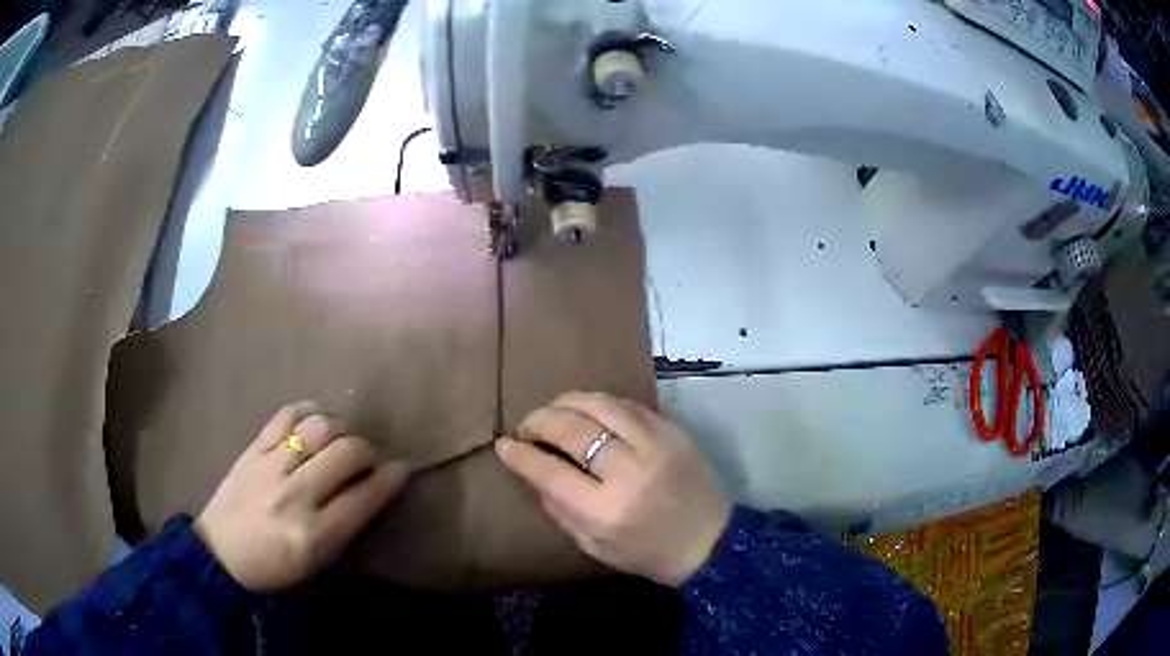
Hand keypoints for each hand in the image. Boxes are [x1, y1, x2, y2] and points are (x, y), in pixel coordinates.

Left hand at [195, 402, 408, 592]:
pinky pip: (286, 415)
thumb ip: (347, 525)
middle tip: (366, 458)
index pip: (364, 496)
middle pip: (346, 452)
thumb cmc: (276, 567)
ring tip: (338, 439)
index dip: (390, 478)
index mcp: (315, 535)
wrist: (221, 554)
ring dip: (339, 428)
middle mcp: (295, 496)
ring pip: (319, 426)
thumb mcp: (318, 562)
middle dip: (367, 450)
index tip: (401, 468)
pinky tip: (314, 420)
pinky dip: (308, 411)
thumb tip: (375, 487)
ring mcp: (270, 467)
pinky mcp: (252, 449)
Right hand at [495, 392, 731, 585]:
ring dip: (566, 402)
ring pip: (599, 404)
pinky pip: (626, 403)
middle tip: (526, 426)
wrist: (710, 542)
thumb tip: (529, 469)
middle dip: (538, 420)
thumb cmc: (646, 553)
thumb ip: (557, 507)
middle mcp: (629, 471)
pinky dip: (598, 402)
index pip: (549, 470)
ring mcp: (655, 444)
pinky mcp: (672, 430)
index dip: (520, 454)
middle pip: (572, 428)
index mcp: (605, 511)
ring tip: (552, 412)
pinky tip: (587, 411)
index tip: (503, 444)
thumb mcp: (592, 546)